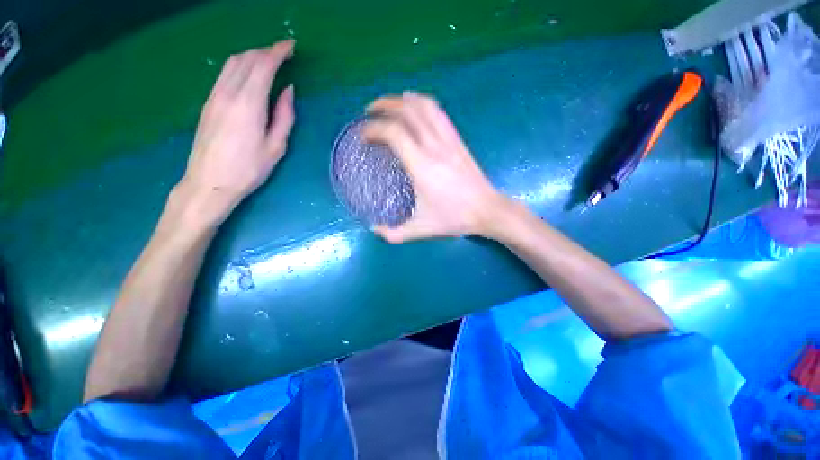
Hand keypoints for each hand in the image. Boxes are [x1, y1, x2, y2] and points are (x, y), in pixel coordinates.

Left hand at [177, 40, 295, 225]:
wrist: (209, 181)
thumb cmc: (249, 169)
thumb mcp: (276, 147)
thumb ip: (284, 116)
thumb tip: (288, 91)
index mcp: (249, 104)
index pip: (263, 65)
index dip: (278, 52)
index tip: (291, 46)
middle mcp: (229, 93)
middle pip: (246, 59)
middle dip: (266, 51)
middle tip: (283, 54)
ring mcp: (215, 95)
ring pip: (233, 63)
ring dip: (252, 56)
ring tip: (268, 60)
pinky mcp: (208, 102)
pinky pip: (225, 73)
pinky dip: (240, 66)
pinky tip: (249, 74)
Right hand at [363, 92, 510, 242]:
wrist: (487, 210)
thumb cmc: (454, 219)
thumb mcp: (421, 230)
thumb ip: (394, 233)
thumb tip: (374, 229)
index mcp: (421, 166)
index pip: (393, 133)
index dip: (373, 130)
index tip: (362, 137)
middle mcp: (434, 147)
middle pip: (407, 111)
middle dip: (384, 105)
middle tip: (369, 112)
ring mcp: (448, 140)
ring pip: (424, 106)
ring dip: (403, 100)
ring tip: (389, 105)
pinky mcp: (458, 140)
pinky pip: (439, 113)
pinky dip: (423, 103)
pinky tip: (415, 106)